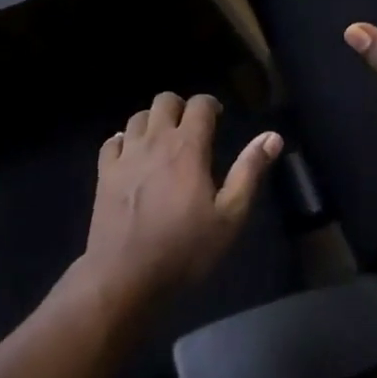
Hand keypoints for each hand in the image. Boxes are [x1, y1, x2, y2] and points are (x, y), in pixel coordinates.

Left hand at [79, 92, 282, 307]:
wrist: (124, 277)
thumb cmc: (184, 249)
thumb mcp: (229, 216)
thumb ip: (249, 171)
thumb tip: (272, 136)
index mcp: (187, 147)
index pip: (199, 104)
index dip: (211, 105)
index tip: (218, 119)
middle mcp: (155, 140)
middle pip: (164, 100)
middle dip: (180, 107)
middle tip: (191, 129)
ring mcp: (125, 155)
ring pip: (137, 117)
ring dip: (153, 122)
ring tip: (163, 142)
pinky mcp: (104, 173)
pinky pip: (112, 141)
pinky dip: (124, 141)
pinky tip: (131, 156)